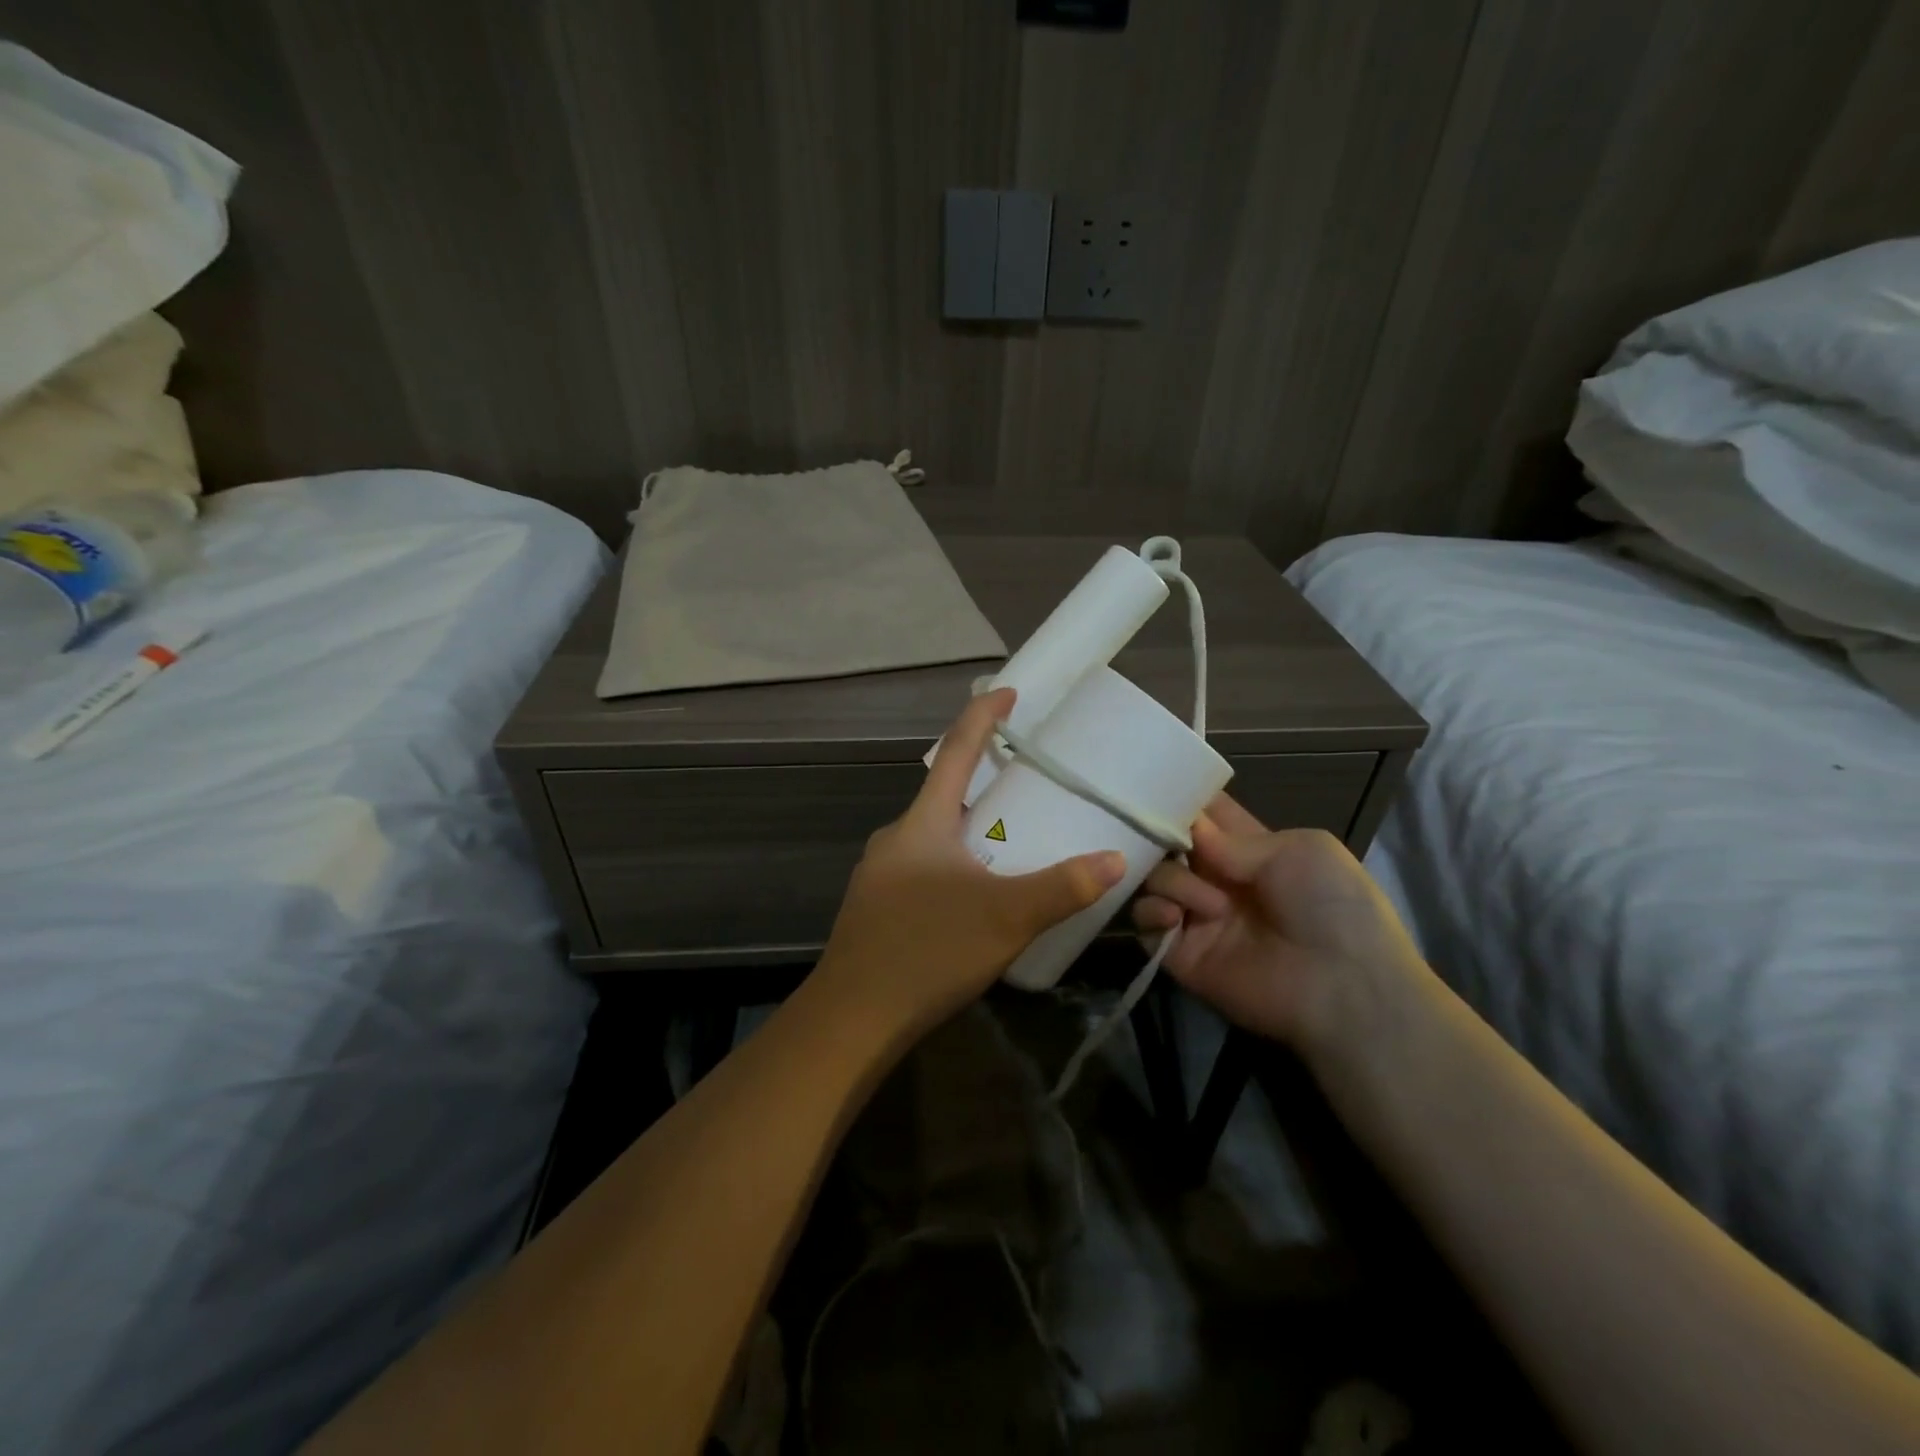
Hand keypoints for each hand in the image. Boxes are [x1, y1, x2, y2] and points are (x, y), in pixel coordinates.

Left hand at [812, 688, 1125, 1045]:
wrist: (851, 1018)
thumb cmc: (927, 950)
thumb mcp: (1006, 917)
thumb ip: (1063, 887)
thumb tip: (1115, 860)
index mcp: (922, 822)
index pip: (956, 751)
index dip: (983, 717)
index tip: (1007, 691)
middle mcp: (896, 837)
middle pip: (944, 793)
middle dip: (983, 779)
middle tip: (1027, 779)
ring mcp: (882, 873)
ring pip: (934, 834)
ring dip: (970, 826)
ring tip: (1012, 838)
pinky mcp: (878, 905)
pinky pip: (924, 865)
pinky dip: (955, 860)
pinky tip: (976, 892)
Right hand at [1132, 794, 1423, 1053]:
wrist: (1343, 987)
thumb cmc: (1331, 906)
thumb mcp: (1298, 850)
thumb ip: (1234, 837)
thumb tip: (1186, 830)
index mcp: (1249, 850)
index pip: (1202, 816)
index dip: (1179, 799)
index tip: (1153, 785)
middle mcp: (1216, 879)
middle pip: (1167, 844)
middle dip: (1159, 835)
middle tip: (1159, 837)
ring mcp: (1196, 916)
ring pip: (1152, 879)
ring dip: (1169, 879)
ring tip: (1208, 903)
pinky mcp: (1180, 953)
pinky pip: (1145, 923)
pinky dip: (1151, 912)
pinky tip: (1175, 917)